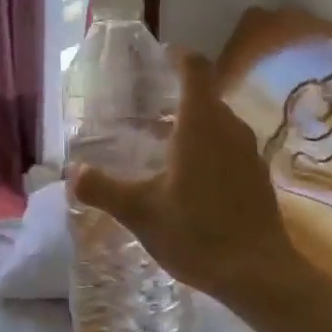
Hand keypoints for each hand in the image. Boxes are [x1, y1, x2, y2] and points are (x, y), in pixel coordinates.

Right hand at [68, 48, 300, 312]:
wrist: (258, 274)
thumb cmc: (197, 233)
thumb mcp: (140, 212)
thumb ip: (103, 189)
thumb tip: (72, 172)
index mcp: (201, 124)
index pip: (195, 69)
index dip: (177, 57)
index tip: (157, 59)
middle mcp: (229, 128)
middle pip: (205, 96)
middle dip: (175, 96)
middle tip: (143, 111)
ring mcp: (248, 152)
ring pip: (218, 123)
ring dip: (192, 125)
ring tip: (160, 144)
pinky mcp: (257, 176)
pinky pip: (229, 146)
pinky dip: (208, 148)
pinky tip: (187, 178)